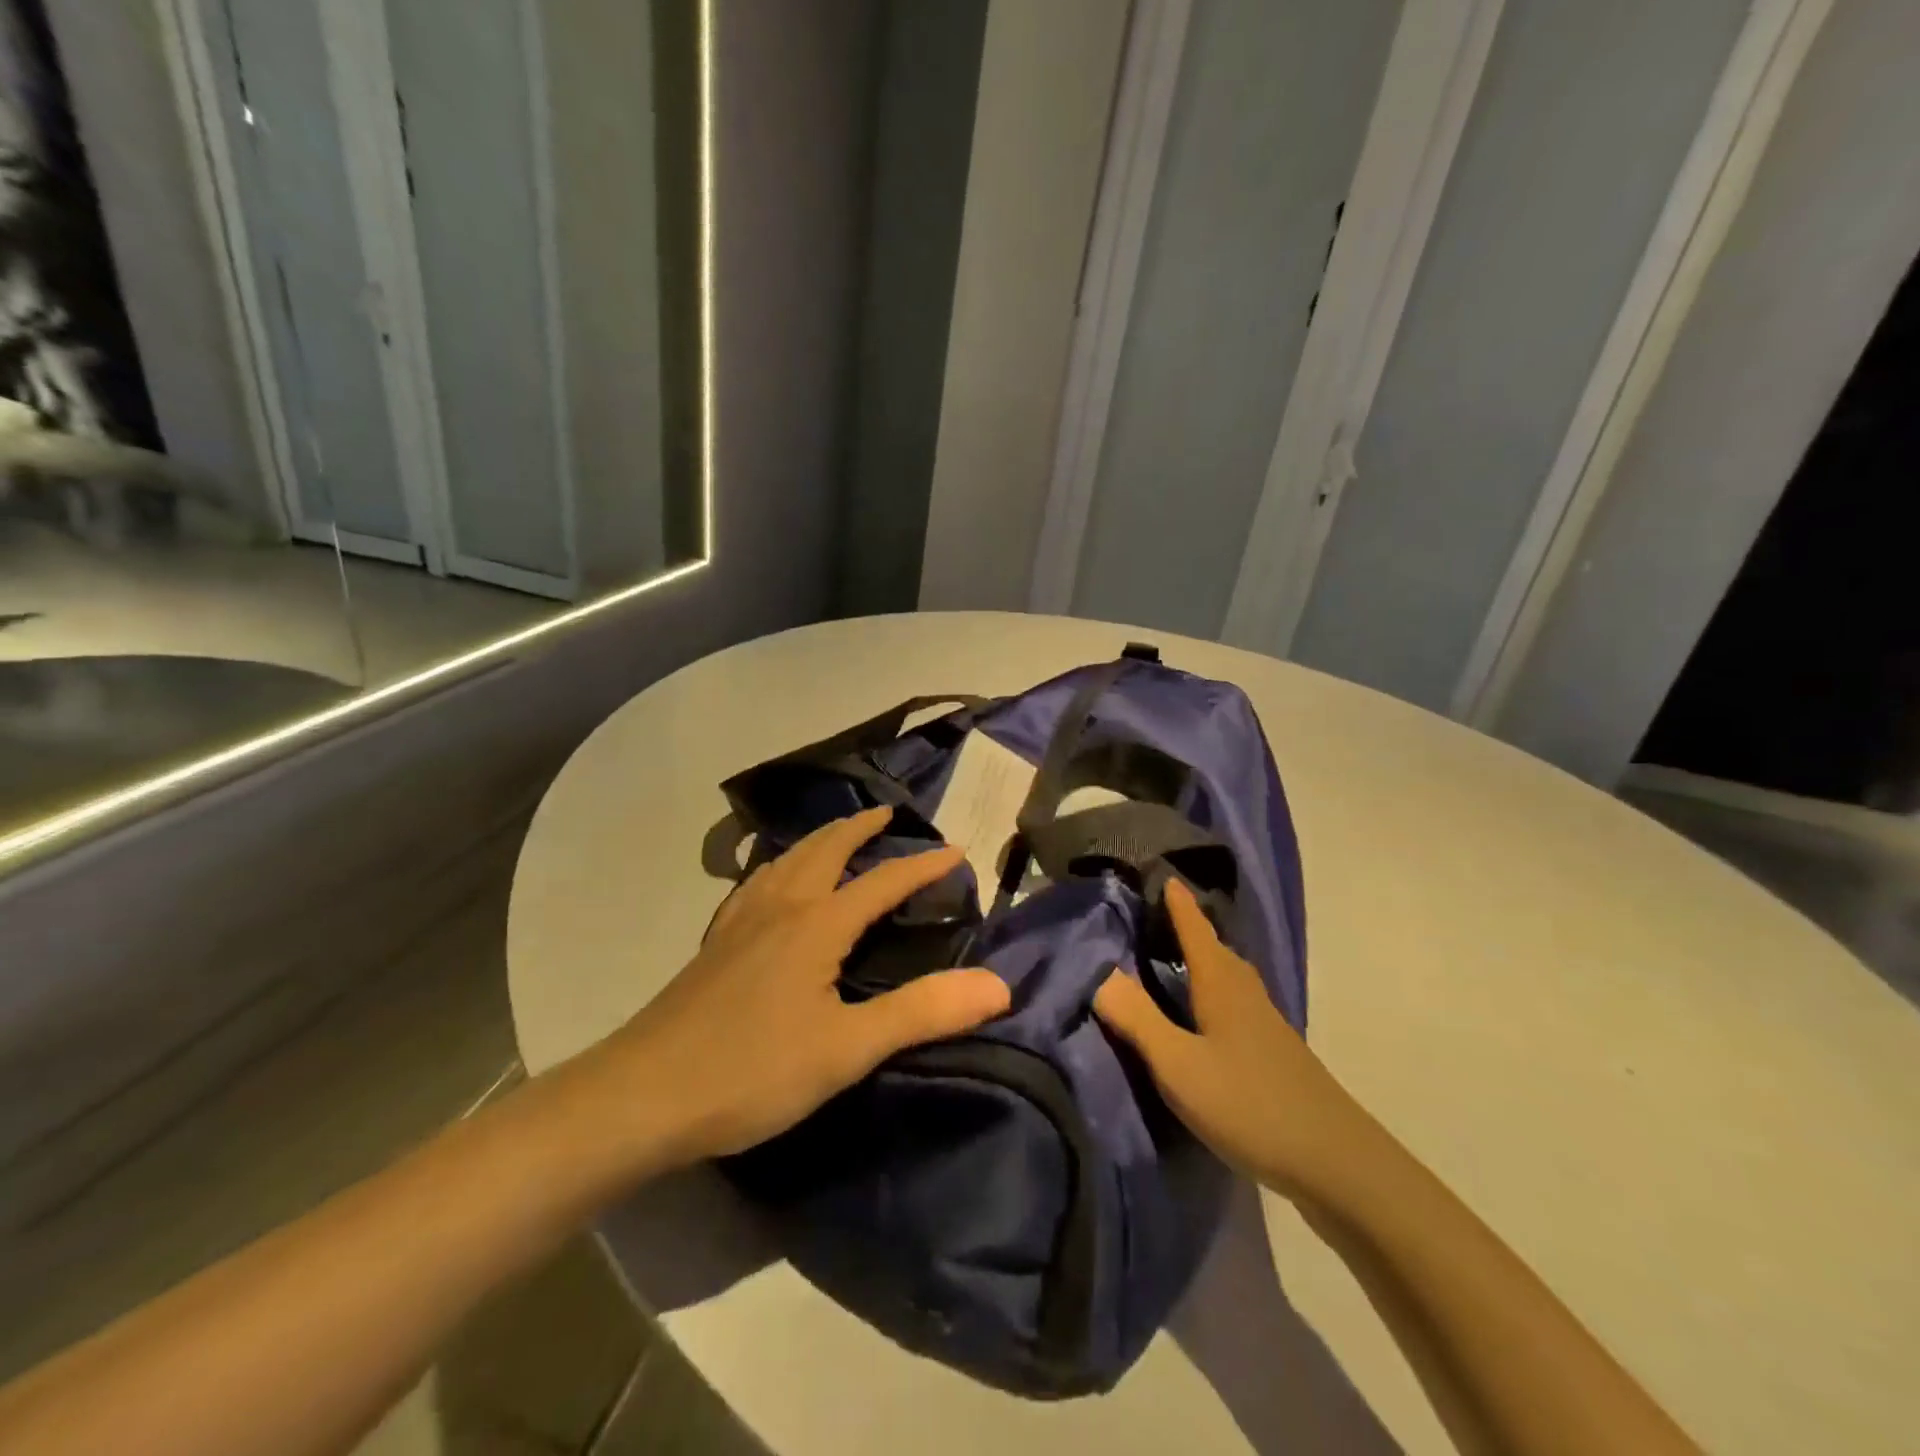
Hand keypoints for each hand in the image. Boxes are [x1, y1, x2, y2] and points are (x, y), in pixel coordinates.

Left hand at [563, 806, 1010, 1172]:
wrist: (641, 1096)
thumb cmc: (751, 1070)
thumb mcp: (847, 1048)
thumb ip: (922, 1012)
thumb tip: (999, 984)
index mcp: (816, 924)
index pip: (882, 882)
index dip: (922, 866)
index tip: (957, 851)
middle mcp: (779, 908)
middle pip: (824, 850)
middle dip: (859, 828)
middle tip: (887, 814)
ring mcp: (740, 923)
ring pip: (785, 861)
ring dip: (818, 840)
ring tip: (836, 837)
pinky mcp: (714, 945)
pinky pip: (755, 884)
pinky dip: (779, 866)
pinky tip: (771, 886)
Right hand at [1095, 879, 1355, 1196]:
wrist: (1336, 1163)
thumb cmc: (1249, 1104)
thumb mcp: (1179, 1065)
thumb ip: (1138, 1020)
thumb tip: (1100, 973)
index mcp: (1221, 985)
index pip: (1196, 930)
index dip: (1179, 903)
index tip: (1164, 875)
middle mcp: (1245, 994)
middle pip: (1216, 950)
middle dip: (1190, 929)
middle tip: (1158, 916)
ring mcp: (1266, 1024)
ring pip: (1229, 977)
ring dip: (1204, 960)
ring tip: (1177, 959)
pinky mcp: (1275, 1053)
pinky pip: (1237, 1003)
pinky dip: (1215, 992)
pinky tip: (1207, 1016)